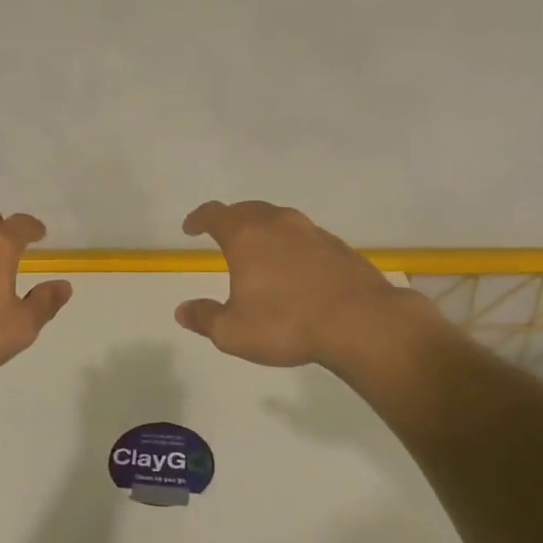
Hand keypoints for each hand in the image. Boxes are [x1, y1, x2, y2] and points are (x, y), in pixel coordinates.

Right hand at [174, 201, 413, 368]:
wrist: (360, 322)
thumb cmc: (287, 324)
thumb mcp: (233, 332)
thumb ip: (205, 318)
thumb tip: (182, 310)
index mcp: (246, 235)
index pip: (215, 214)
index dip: (198, 218)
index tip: (190, 228)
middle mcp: (278, 223)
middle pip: (247, 210)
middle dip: (230, 220)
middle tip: (222, 236)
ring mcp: (311, 231)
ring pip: (279, 219)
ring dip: (263, 229)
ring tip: (258, 250)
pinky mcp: (337, 246)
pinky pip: (304, 236)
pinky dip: (290, 244)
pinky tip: (294, 268)